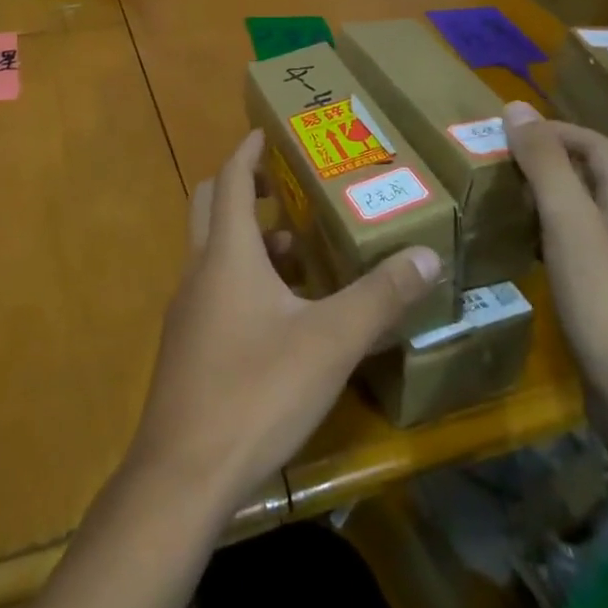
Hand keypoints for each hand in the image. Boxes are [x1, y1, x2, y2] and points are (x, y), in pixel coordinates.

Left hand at [126, 129, 444, 506]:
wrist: (182, 476)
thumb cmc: (255, 391)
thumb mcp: (329, 343)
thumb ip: (379, 298)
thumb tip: (426, 255)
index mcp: (227, 253)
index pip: (229, 179)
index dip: (247, 151)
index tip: (267, 131)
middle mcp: (200, 270)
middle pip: (210, 206)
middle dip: (241, 187)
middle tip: (283, 185)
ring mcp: (187, 310)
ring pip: (214, 252)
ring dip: (248, 241)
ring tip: (299, 254)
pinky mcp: (187, 347)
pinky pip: (214, 290)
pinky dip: (243, 281)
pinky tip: (280, 317)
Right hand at [504, 104, 607, 413]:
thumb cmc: (605, 302)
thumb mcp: (569, 222)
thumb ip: (545, 164)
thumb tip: (517, 107)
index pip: (598, 147)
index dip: (557, 130)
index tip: (511, 131)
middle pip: (592, 179)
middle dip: (547, 162)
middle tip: (498, 162)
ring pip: (583, 216)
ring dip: (546, 199)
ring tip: (502, 198)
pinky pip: (577, 251)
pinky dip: (547, 237)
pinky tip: (523, 251)